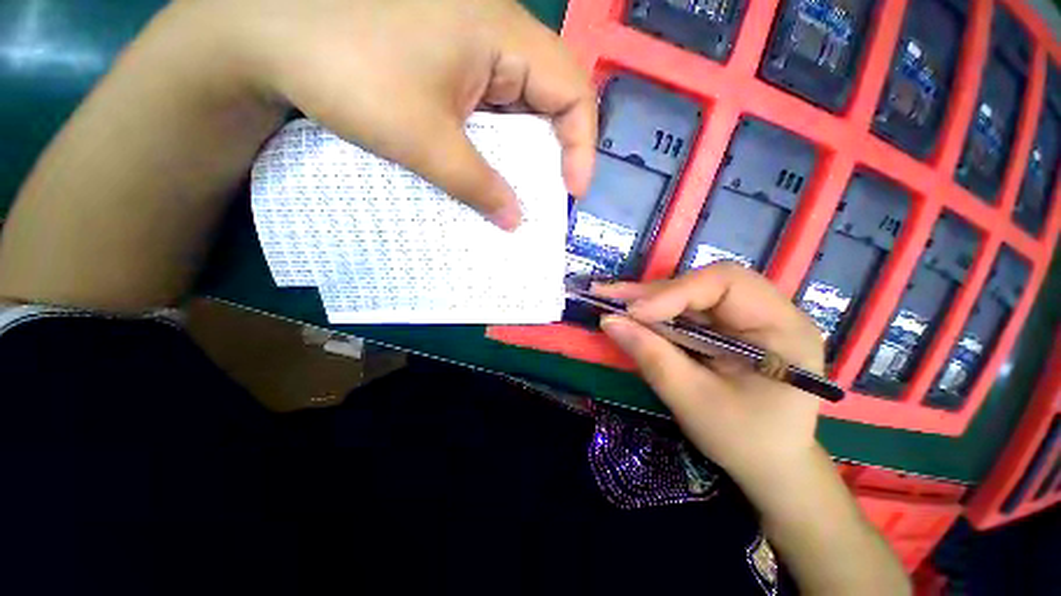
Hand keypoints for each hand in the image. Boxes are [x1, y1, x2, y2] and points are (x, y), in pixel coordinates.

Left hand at [177, 0, 595, 229]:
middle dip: (557, 153)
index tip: (572, 192)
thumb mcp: (423, 139)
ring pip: (523, 105)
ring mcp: (475, 45)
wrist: (271, 31)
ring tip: (523, 193)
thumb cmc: (348, 70)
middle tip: (549, 197)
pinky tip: (490, 169)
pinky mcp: (453, 60)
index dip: (581, 145)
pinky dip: (499, 143)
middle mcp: (499, 33)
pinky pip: (494, 106)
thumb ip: (477, 185)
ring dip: (526, 153)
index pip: (573, 90)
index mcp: (504, 36)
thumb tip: (515, 222)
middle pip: (553, 97)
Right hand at [595, 263, 825, 493]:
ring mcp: (747, 316)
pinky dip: (656, 312)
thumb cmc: (744, 441)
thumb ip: (652, 357)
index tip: (632, 312)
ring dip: (648, 299)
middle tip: (608, 297)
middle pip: (704, 283)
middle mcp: (769, 310)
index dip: (673, 292)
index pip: (726, 283)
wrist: (769, 464)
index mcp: (783, 328)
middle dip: (653, 292)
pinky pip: (687, 309)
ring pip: (690, 293)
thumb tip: (608, 320)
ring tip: (611, 302)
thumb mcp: (694, 402)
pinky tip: (631, 314)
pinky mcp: (727, 326)